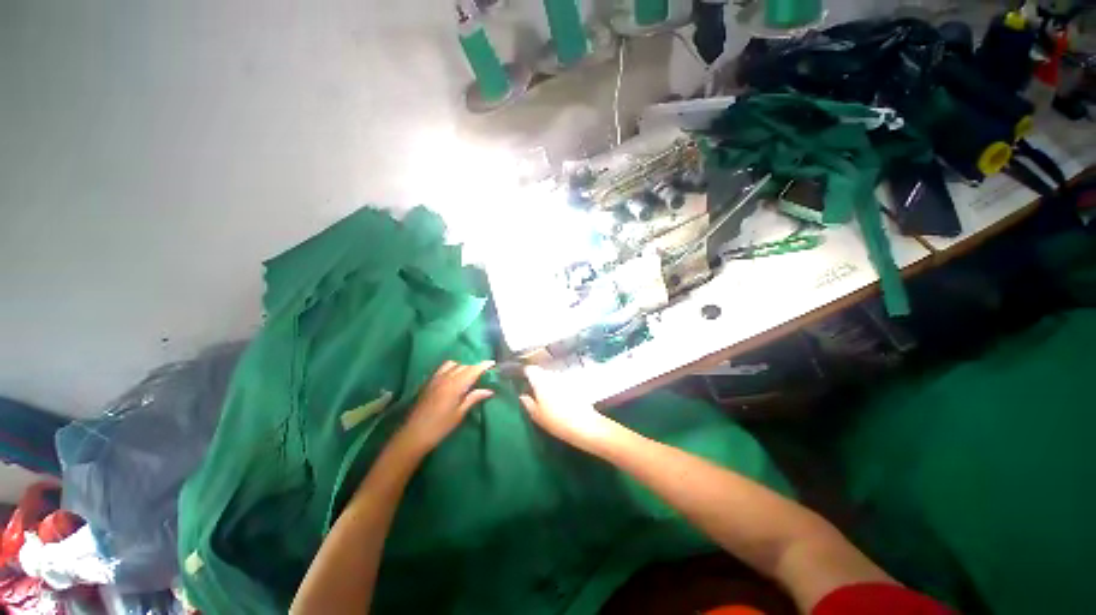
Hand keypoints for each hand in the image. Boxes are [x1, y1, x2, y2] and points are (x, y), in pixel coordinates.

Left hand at [396, 360, 494, 456]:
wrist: (413, 435)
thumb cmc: (439, 427)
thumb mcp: (459, 414)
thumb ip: (473, 398)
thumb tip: (489, 391)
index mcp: (455, 385)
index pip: (473, 370)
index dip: (483, 365)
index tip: (492, 363)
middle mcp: (445, 378)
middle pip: (464, 366)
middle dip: (474, 367)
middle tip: (483, 374)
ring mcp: (435, 379)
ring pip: (452, 364)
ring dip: (462, 366)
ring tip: (467, 376)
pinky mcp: (428, 382)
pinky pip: (442, 368)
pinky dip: (451, 368)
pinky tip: (453, 378)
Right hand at [520, 366, 616, 450]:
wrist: (584, 425)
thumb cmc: (556, 420)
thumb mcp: (536, 415)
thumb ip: (527, 403)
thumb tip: (522, 395)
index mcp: (540, 380)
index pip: (529, 369)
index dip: (523, 372)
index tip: (517, 377)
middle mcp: (552, 375)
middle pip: (540, 372)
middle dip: (534, 378)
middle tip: (527, 388)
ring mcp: (564, 379)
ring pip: (550, 377)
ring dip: (545, 383)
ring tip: (540, 395)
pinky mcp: (573, 385)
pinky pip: (559, 383)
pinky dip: (554, 388)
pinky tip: (554, 399)